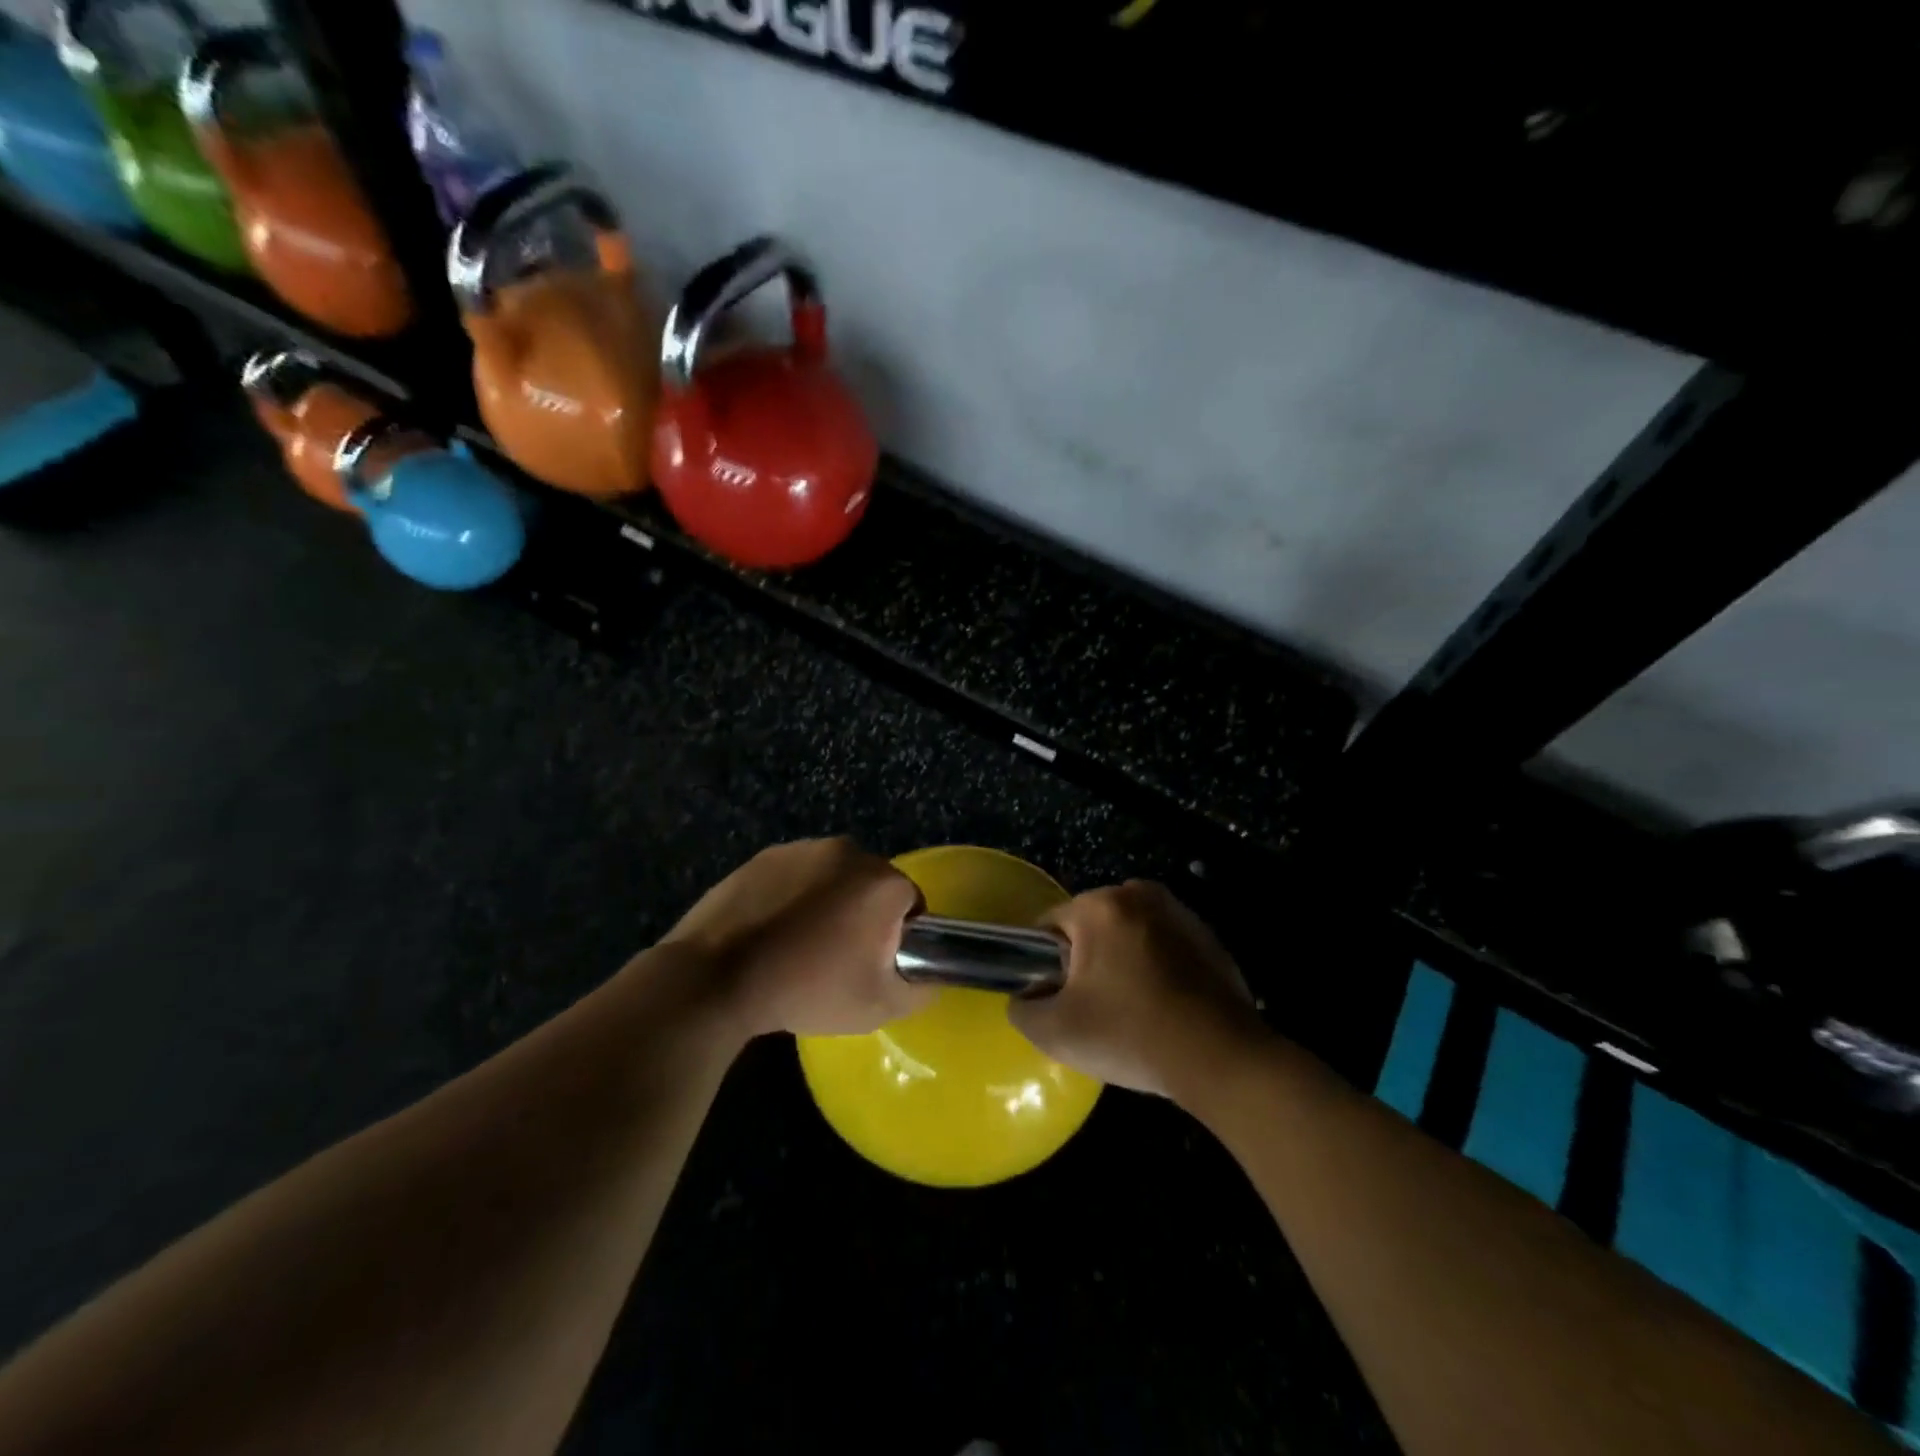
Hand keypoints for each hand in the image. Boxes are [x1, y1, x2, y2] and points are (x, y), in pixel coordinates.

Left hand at [662, 837, 928, 1039]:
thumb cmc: (807, 988)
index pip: (911, 903)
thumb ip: (921, 989)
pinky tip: (773, 931)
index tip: (874, 964)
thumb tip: (932, 977)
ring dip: (829, 903)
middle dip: (864, 915)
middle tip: (839, 958)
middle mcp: (848, 851)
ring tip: (801, 945)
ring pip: (833, 878)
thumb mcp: (878, 1006)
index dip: (899, 936)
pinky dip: (794, 897)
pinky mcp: (764, 856)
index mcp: (882, 880)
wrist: (716, 977)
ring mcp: (802, 849)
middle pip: (871, 885)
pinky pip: (796, 876)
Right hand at [1009, 880, 1267, 1097]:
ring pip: (1128, 935)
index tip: (1060, 999)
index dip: (1045, 964)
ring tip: (1132, 1012)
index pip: (1049, 926)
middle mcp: (1139, 894)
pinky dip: (1156, 968)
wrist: (1221, 1058)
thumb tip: (1026, 998)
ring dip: (1123, 963)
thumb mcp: (1055, 1032)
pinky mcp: (1208, 937)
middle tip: (1095, 1009)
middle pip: (1091, 927)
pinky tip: (1164, 1009)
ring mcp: (1179, 912)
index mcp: (1099, 906)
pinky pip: (1163, 947)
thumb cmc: (1130, 1035)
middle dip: (1087, 961)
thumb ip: (1023, 1008)